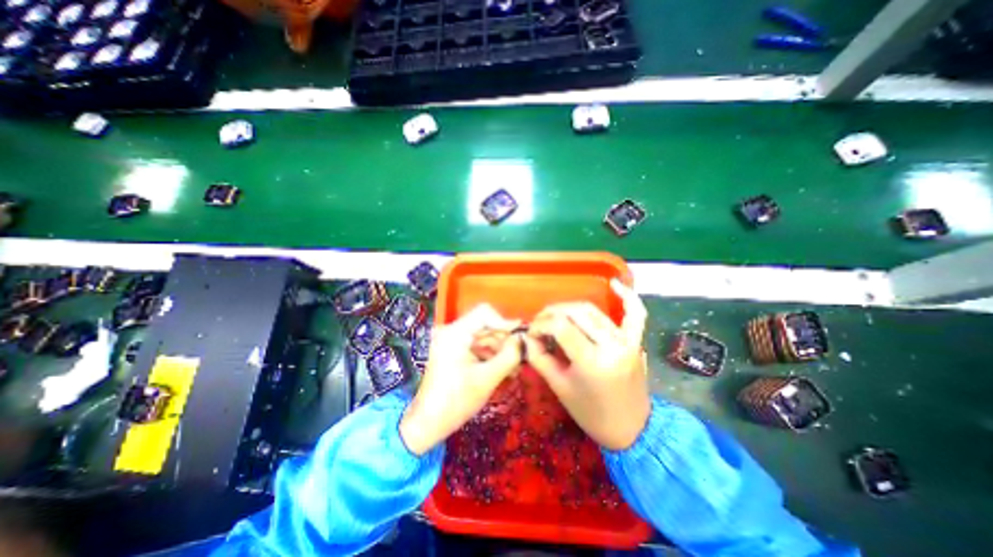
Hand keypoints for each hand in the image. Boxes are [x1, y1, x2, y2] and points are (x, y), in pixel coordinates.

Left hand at [399, 305, 523, 457]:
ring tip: (515, 368)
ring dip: (500, 350)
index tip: (520, 338)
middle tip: (522, 357)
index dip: (505, 323)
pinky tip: (504, 370)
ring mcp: (452, 341)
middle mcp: (452, 331)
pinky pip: (477, 346)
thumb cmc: (456, 401)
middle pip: (485, 325)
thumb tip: (524, 339)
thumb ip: (509, 356)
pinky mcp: (454, 351)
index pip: (484, 313)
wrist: (428, 423)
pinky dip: (491, 356)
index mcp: (455, 333)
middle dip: (504, 340)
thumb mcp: (487, 378)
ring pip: (484, 336)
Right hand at [523, 281, 656, 450]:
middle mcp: (612, 345)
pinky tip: (615, 283)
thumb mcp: (559, 387)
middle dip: (552, 313)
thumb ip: (539, 357)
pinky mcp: (635, 340)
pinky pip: (635, 313)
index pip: (561, 326)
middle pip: (576, 313)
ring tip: (557, 316)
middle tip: (540, 322)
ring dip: (571, 308)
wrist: (631, 429)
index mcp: (592, 362)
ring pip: (594, 311)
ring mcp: (627, 341)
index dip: (541, 324)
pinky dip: (627, 296)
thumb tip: (527, 336)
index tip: (532, 332)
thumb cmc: (591, 413)